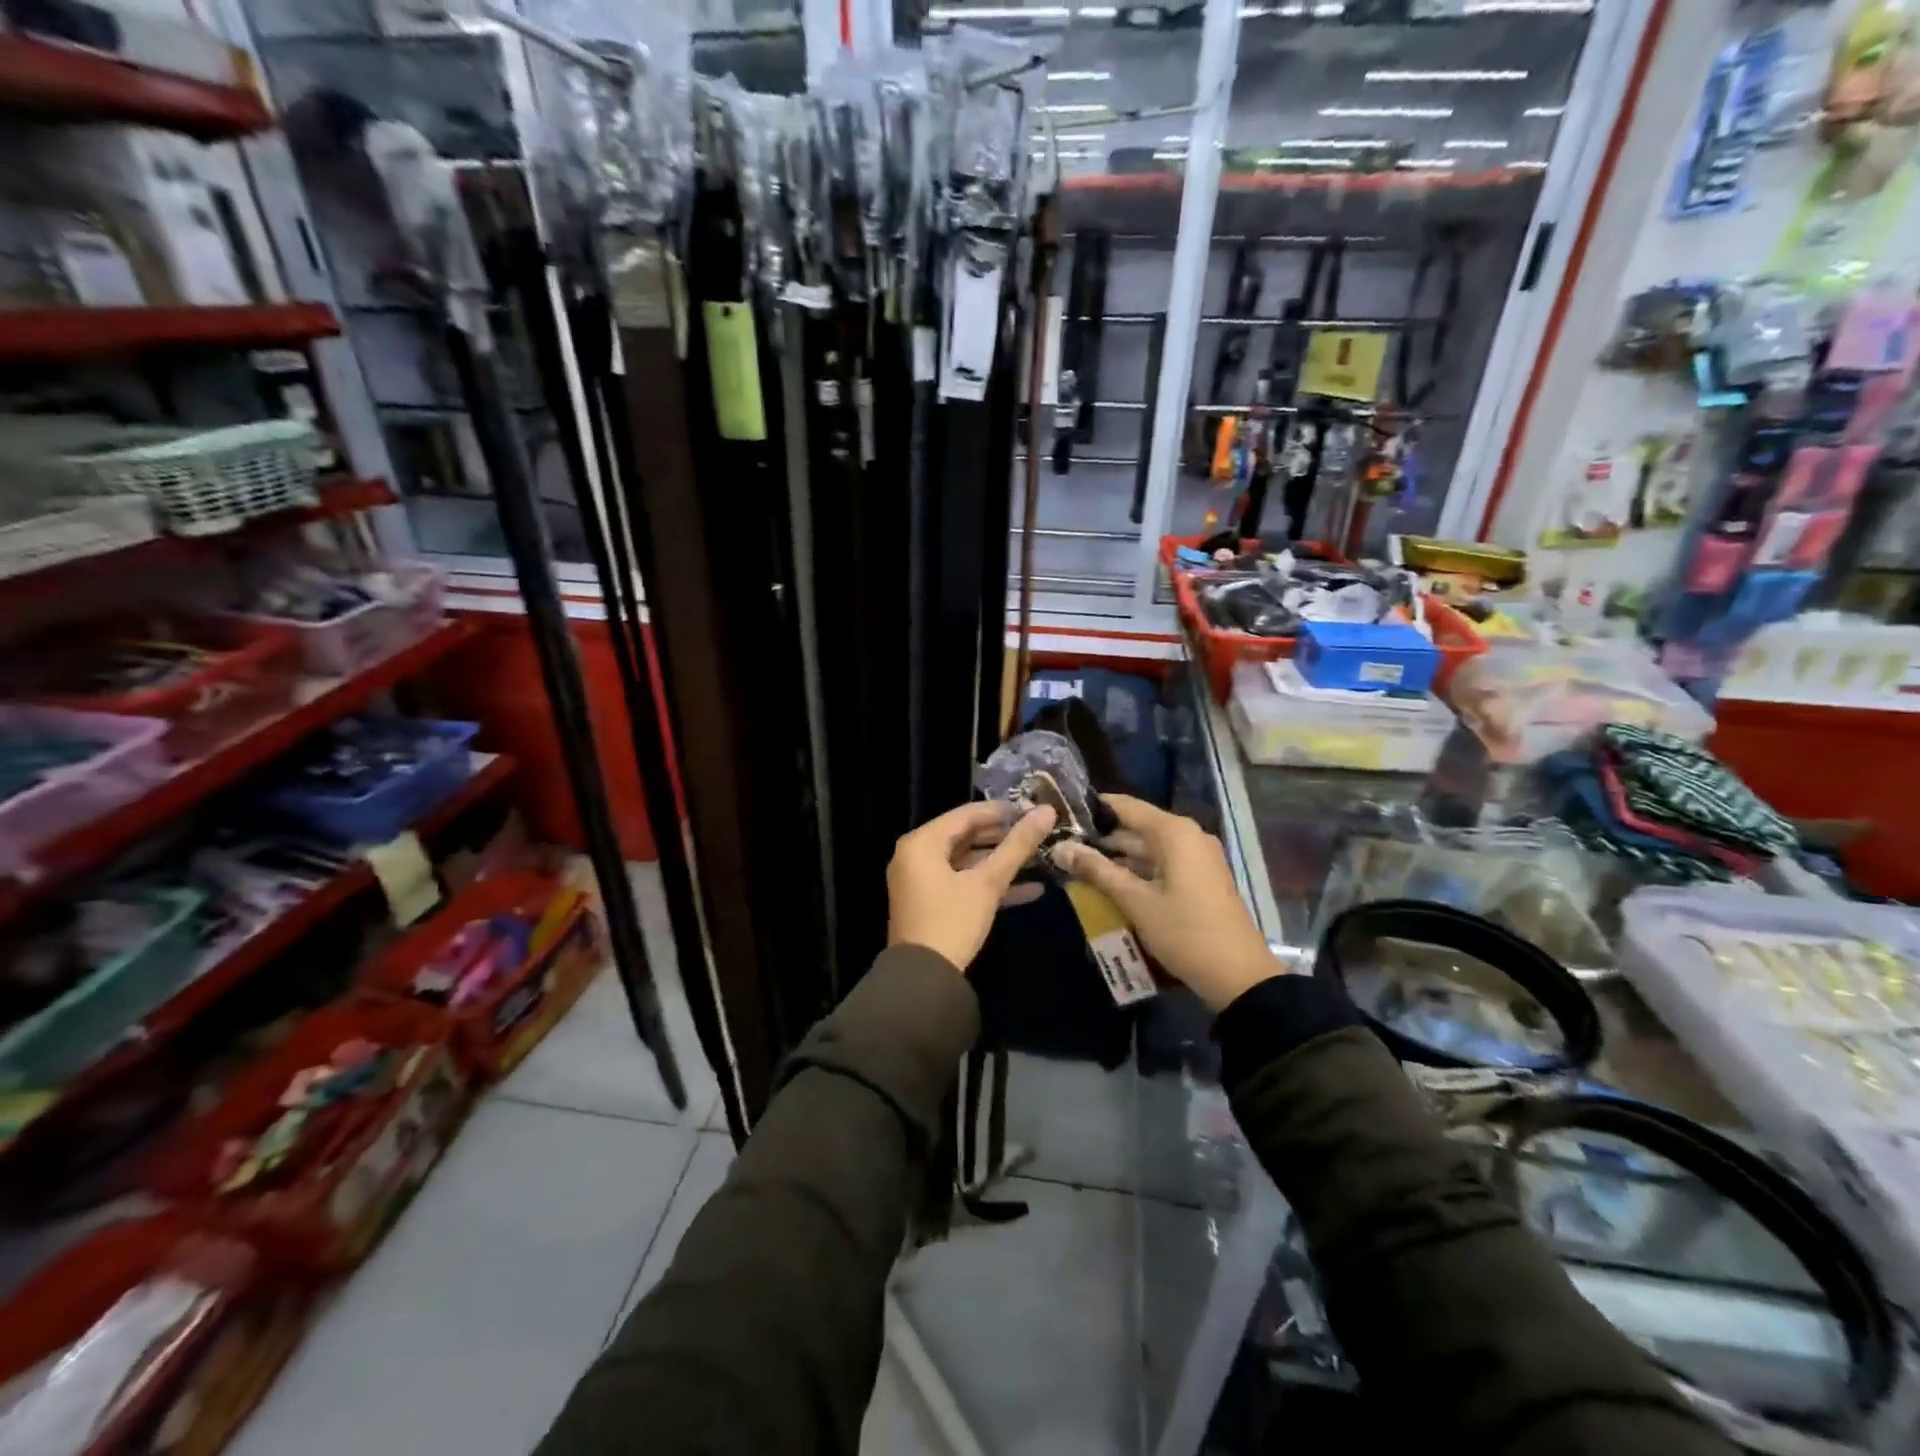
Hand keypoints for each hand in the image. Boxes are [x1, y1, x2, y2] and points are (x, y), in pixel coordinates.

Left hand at [887, 802, 1056, 971]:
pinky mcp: (932, 903)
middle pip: (967, 836)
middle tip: (1040, 833)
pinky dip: (990, 884)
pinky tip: (1031, 890)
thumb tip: (1047, 811)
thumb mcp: (988, 882)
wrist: (923, 980)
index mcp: (922, 842)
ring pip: (967, 861)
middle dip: (1005, 837)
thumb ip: (1017, 846)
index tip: (1035, 811)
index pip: (967, 814)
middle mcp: (916, 856)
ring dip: (1002, 862)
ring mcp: (922, 881)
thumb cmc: (953, 921)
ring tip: (1040, 858)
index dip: (1003, 811)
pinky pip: (963, 883)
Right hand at [1056, 795, 1283, 1010]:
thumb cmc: (1185, 932)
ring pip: (1147, 848)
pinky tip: (1107, 883)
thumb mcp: (1136, 902)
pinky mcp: (1198, 879)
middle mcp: (1187, 836)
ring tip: (1076, 864)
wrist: (1238, 976)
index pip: (1125, 806)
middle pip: (1136, 826)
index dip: (1092, 808)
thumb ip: (1098, 871)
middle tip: (1061, 844)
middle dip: (1101, 837)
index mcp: (1175, 833)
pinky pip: (1160, 864)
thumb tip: (1061, 848)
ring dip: (1116, 857)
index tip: (1060, 814)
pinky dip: (1135, 870)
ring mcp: (1196, 858)